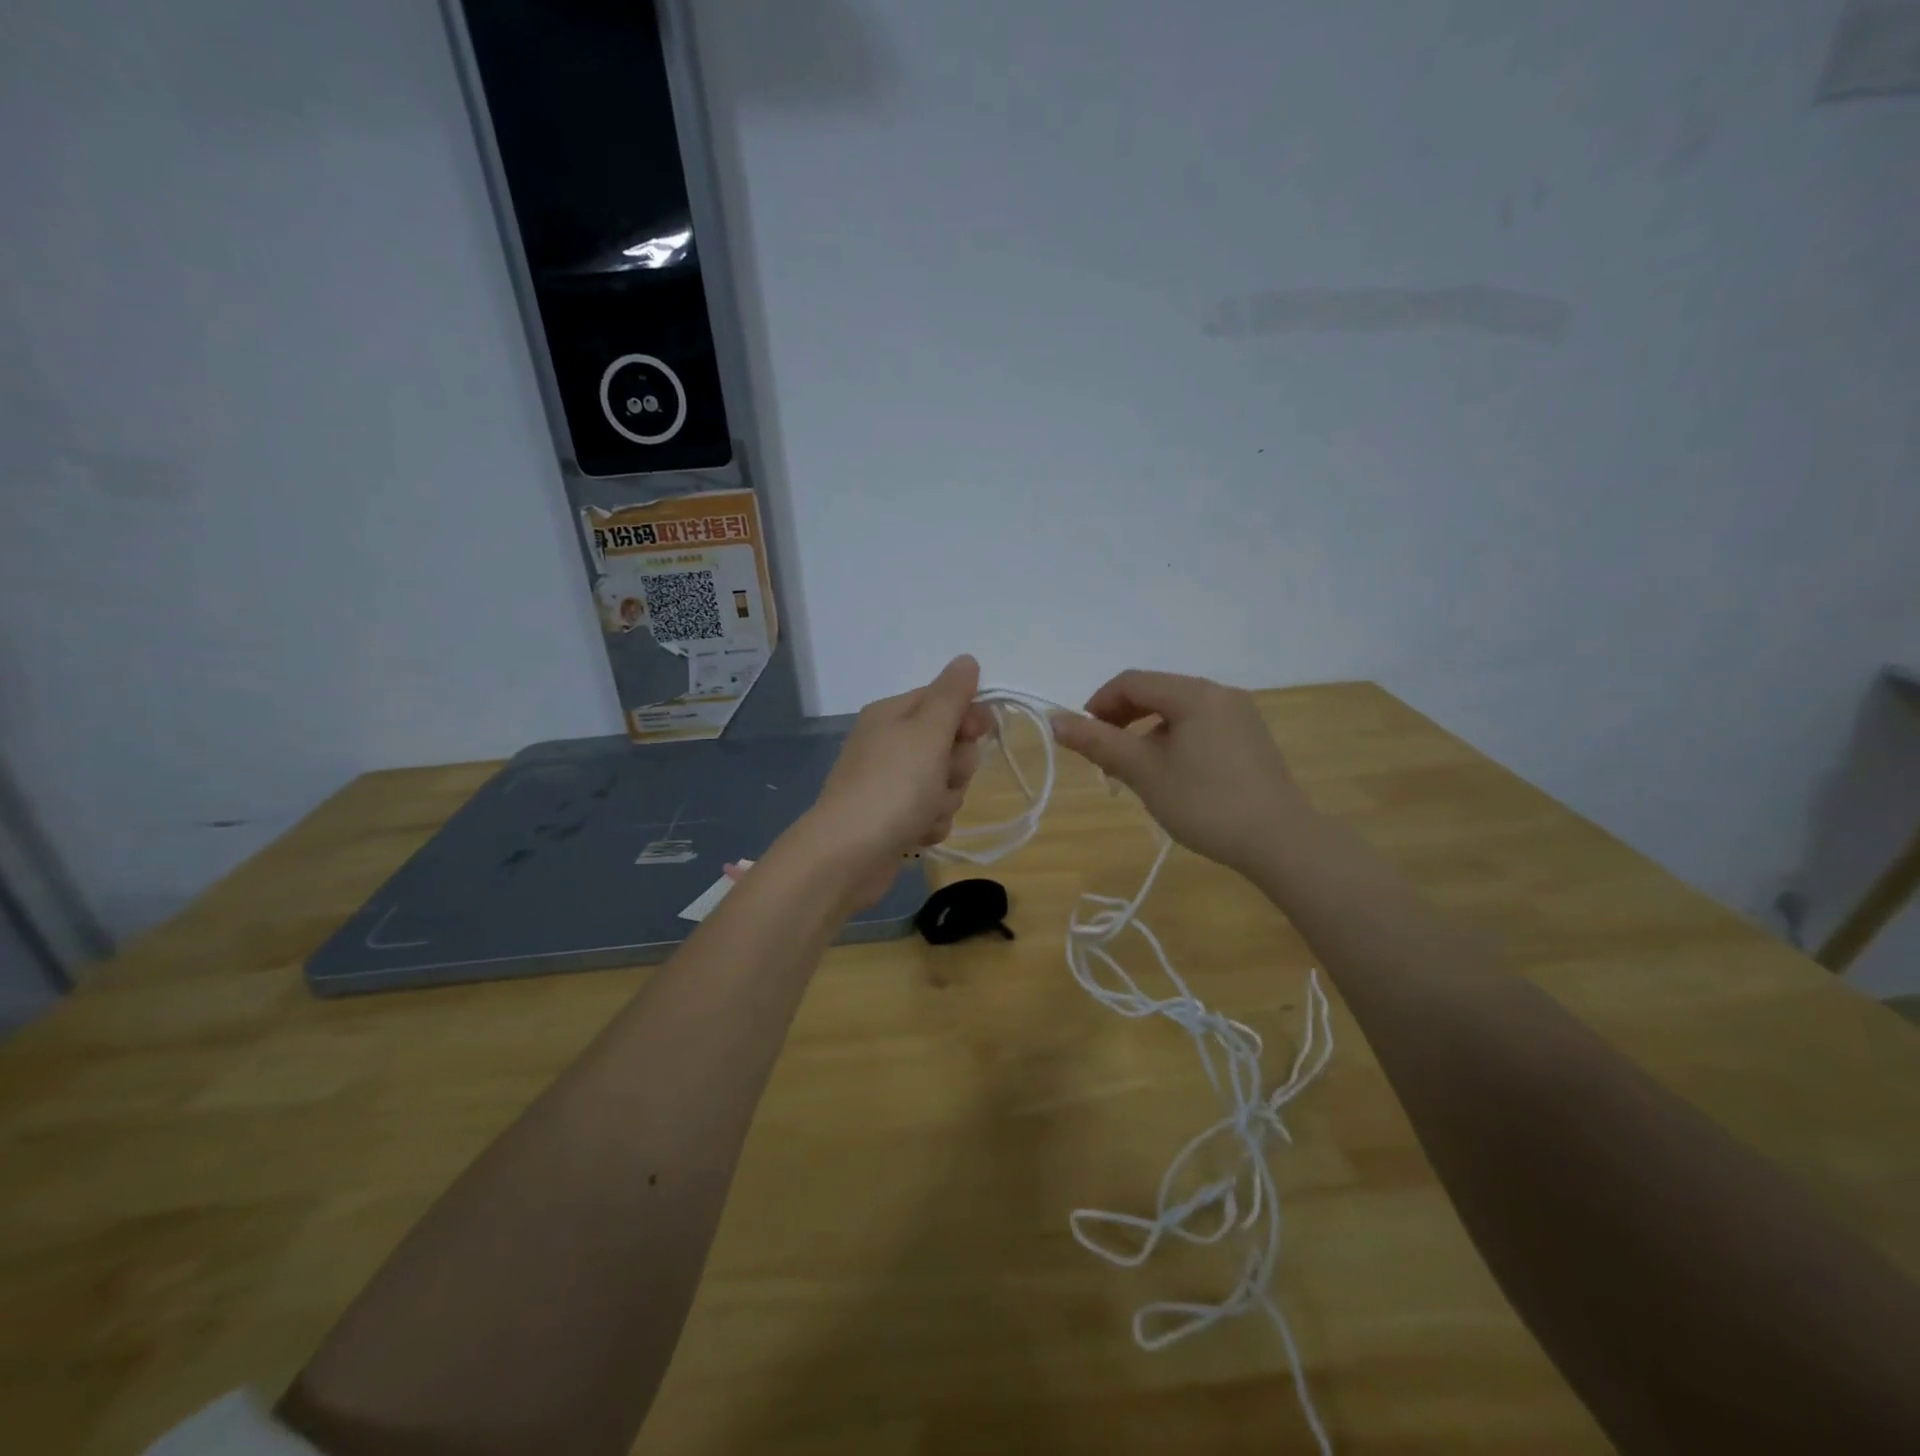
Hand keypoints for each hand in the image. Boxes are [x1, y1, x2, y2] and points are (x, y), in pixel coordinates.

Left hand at [799, 655, 991, 907]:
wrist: (848, 856)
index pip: (945, 700)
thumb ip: (952, 695)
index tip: (976, 734)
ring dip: (945, 800)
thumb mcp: (927, 731)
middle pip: (949, 745)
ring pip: (944, 783)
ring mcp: (890, 783)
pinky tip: (916, 834)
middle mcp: (889, 744)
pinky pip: (931, 813)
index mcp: (893, 714)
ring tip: (924, 813)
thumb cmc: (892, 786)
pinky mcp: (893, 819)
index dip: (968, 718)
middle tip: (941, 777)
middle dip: (957, 767)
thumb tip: (966, 660)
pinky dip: (930, 824)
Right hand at [1049, 670, 1312, 875]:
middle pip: (1156, 692)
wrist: (1280, 841)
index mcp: (1194, 693)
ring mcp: (1240, 715)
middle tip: (1105, 757)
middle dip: (1122, 719)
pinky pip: (1201, 726)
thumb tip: (1054, 720)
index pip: (1131, 682)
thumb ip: (1098, 742)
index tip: (1083, 738)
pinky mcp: (1251, 739)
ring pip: (1178, 711)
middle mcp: (1220, 693)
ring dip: (1146, 732)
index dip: (1098, 704)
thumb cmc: (1205, 802)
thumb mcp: (1144, 772)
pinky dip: (1174, 740)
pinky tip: (1173, 776)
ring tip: (1136, 771)